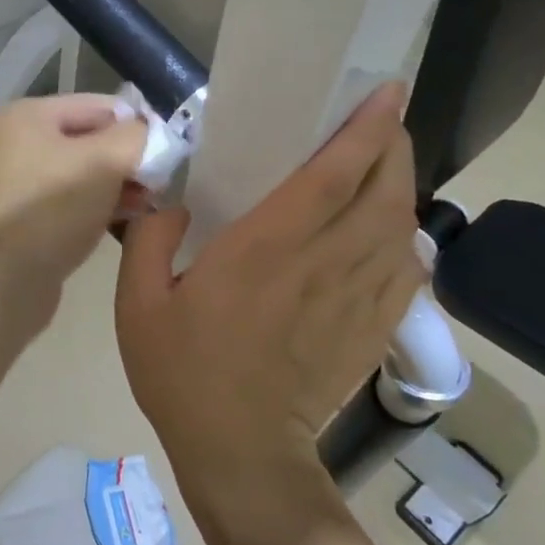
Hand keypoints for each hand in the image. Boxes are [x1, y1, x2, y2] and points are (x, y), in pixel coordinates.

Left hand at [0, 95, 146, 327]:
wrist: (4, 281)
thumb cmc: (53, 208)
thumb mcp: (104, 161)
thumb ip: (137, 137)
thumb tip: (153, 133)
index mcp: (27, 115)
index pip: (99, 106)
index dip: (137, 125)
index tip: (168, 154)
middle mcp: (15, 141)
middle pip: (90, 139)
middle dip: (127, 159)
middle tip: (160, 184)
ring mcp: (16, 181)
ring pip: (82, 173)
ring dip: (117, 185)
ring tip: (149, 204)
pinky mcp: (23, 217)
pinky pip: (70, 201)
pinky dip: (97, 206)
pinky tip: (125, 220)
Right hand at [114, 83, 422, 511]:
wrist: (241, 453)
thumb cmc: (183, 373)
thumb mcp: (137, 303)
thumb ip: (150, 241)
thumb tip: (174, 206)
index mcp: (265, 249)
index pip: (332, 175)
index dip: (364, 128)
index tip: (384, 91)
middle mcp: (323, 264)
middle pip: (383, 190)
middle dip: (392, 145)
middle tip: (381, 119)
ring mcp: (356, 299)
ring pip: (401, 226)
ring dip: (401, 185)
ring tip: (384, 164)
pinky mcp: (372, 328)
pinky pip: (407, 271)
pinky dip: (406, 239)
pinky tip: (390, 231)